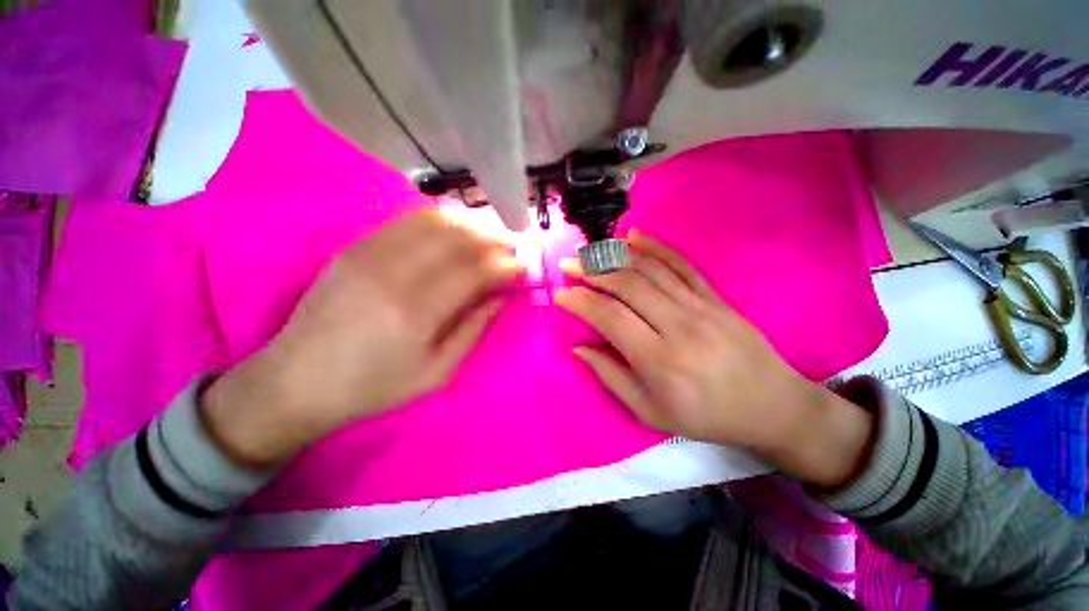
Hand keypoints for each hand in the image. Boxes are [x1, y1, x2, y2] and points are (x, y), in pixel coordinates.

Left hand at [202, 209, 519, 466]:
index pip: (475, 272)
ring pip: (433, 220)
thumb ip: (472, 330)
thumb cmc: (373, 386)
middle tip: (513, 245)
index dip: (505, 266)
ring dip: (470, 223)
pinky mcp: (355, 247)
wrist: (297, 380)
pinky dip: (439, 220)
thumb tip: (499, 298)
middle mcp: (394, 274)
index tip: (523, 267)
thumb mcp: (435, 373)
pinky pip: (406, 221)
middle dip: (494, 238)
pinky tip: (455, 229)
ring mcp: (369, 254)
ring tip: (489, 234)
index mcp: (416, 313)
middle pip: (457, 238)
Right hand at [557, 229, 873, 487]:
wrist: (772, 407)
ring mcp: (700, 306)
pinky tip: (634, 236)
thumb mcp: (650, 412)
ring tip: (591, 250)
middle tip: (569, 265)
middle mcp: (678, 325)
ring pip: (650, 269)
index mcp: (659, 359)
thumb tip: (579, 347)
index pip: (609, 316)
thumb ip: (611, 376)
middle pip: (627, 285)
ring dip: (615, 255)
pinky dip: (655, 247)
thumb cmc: (706, 416)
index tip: (561, 294)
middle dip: (591, 271)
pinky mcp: (715, 297)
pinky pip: (680, 264)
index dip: (580, 302)